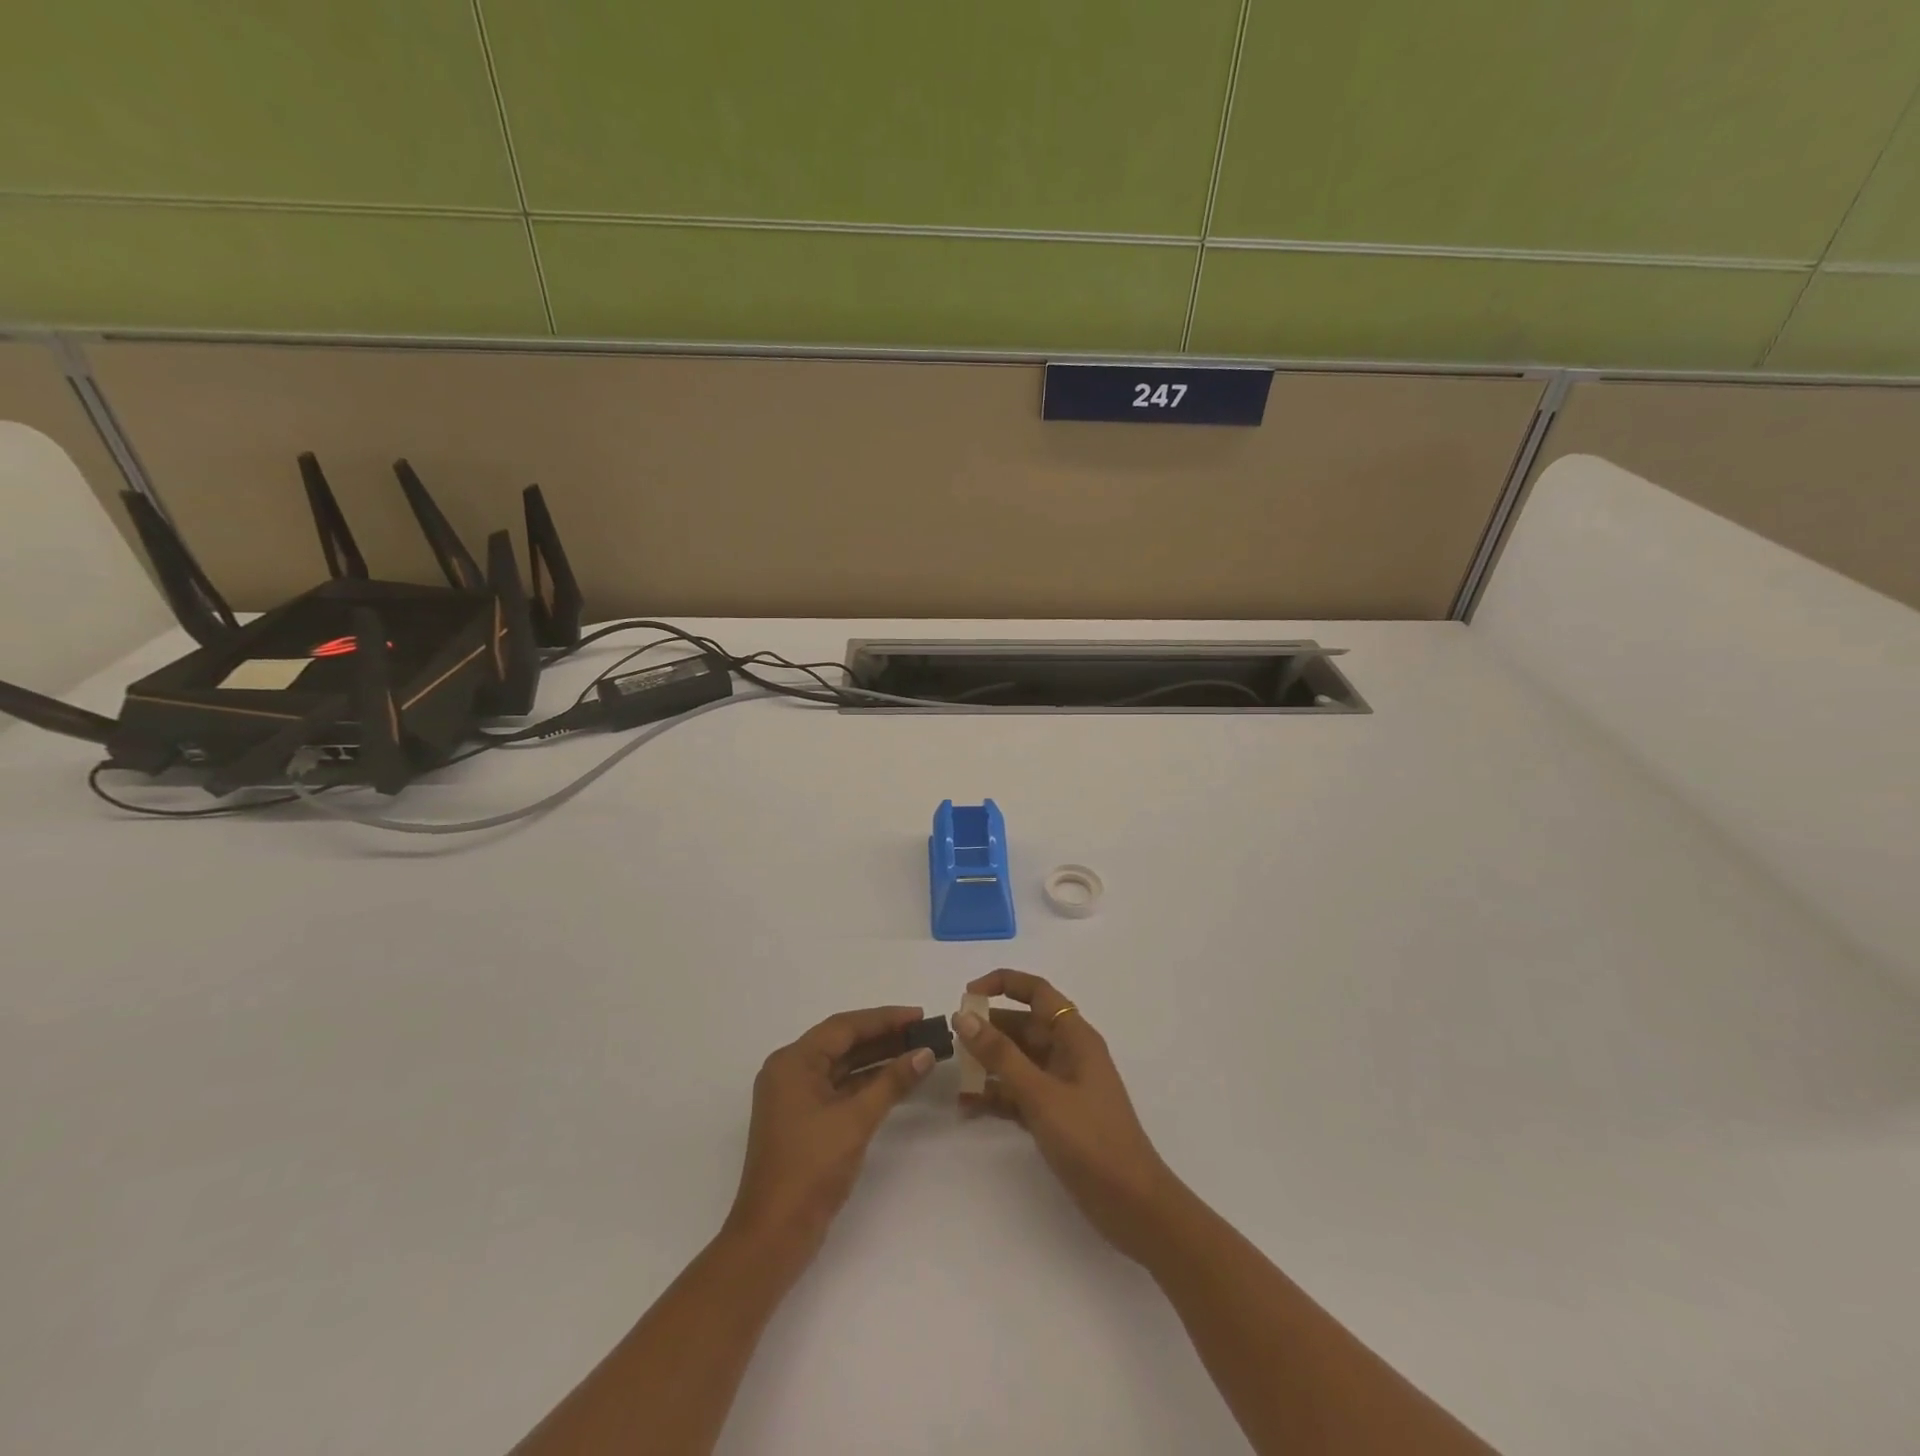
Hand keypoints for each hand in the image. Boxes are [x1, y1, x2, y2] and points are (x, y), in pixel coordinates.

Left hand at [725, 1005, 935, 1263]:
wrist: (774, 1235)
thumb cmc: (811, 1169)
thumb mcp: (855, 1120)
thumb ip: (891, 1082)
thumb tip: (924, 1053)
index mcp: (793, 1062)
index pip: (844, 1027)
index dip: (884, 1018)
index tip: (919, 1015)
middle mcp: (790, 1071)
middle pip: (842, 1043)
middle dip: (883, 1037)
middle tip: (923, 1031)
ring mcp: (795, 1098)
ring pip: (842, 1066)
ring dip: (877, 1059)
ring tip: (917, 1051)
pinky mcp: (804, 1120)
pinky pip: (839, 1088)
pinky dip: (866, 1083)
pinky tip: (896, 1081)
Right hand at [956, 971, 1179, 1264]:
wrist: (1132, 1205)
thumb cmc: (1091, 1139)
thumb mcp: (1041, 1094)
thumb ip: (1001, 1055)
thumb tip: (965, 1016)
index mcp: (1075, 1037)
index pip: (1037, 992)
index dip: (1003, 983)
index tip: (968, 994)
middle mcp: (1068, 1053)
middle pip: (1023, 1026)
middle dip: (988, 1028)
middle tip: (951, 1040)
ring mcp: (1062, 1086)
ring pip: (1018, 1060)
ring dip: (988, 1064)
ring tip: (954, 1075)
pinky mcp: (1056, 1116)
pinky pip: (1019, 1093)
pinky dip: (996, 1095)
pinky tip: (967, 1106)